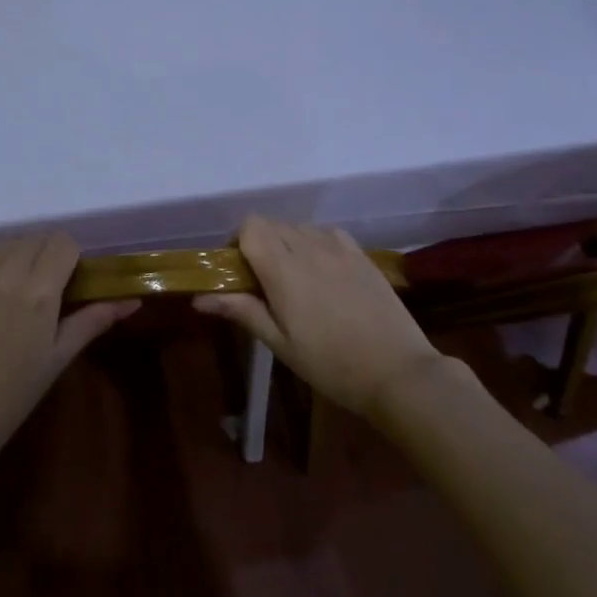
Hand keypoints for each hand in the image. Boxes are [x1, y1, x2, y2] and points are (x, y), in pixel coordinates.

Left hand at [0, 234, 138, 459]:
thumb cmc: (14, 394)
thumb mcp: (59, 357)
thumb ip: (94, 319)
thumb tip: (133, 300)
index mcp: (38, 294)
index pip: (62, 243)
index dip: (72, 257)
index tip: (71, 279)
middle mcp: (5, 275)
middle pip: (36, 239)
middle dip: (48, 254)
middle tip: (48, 285)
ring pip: (7, 242)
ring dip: (20, 254)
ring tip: (19, 286)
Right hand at [194, 217, 443, 414]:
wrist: (397, 372)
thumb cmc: (331, 364)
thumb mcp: (280, 342)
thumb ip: (241, 311)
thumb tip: (199, 298)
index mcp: (283, 268)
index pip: (250, 226)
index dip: (237, 242)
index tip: (238, 272)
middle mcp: (308, 247)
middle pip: (271, 224)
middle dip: (258, 243)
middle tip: (262, 282)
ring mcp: (338, 247)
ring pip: (297, 227)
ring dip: (286, 243)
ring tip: (293, 279)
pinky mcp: (361, 254)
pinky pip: (325, 233)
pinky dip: (313, 243)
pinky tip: (322, 273)